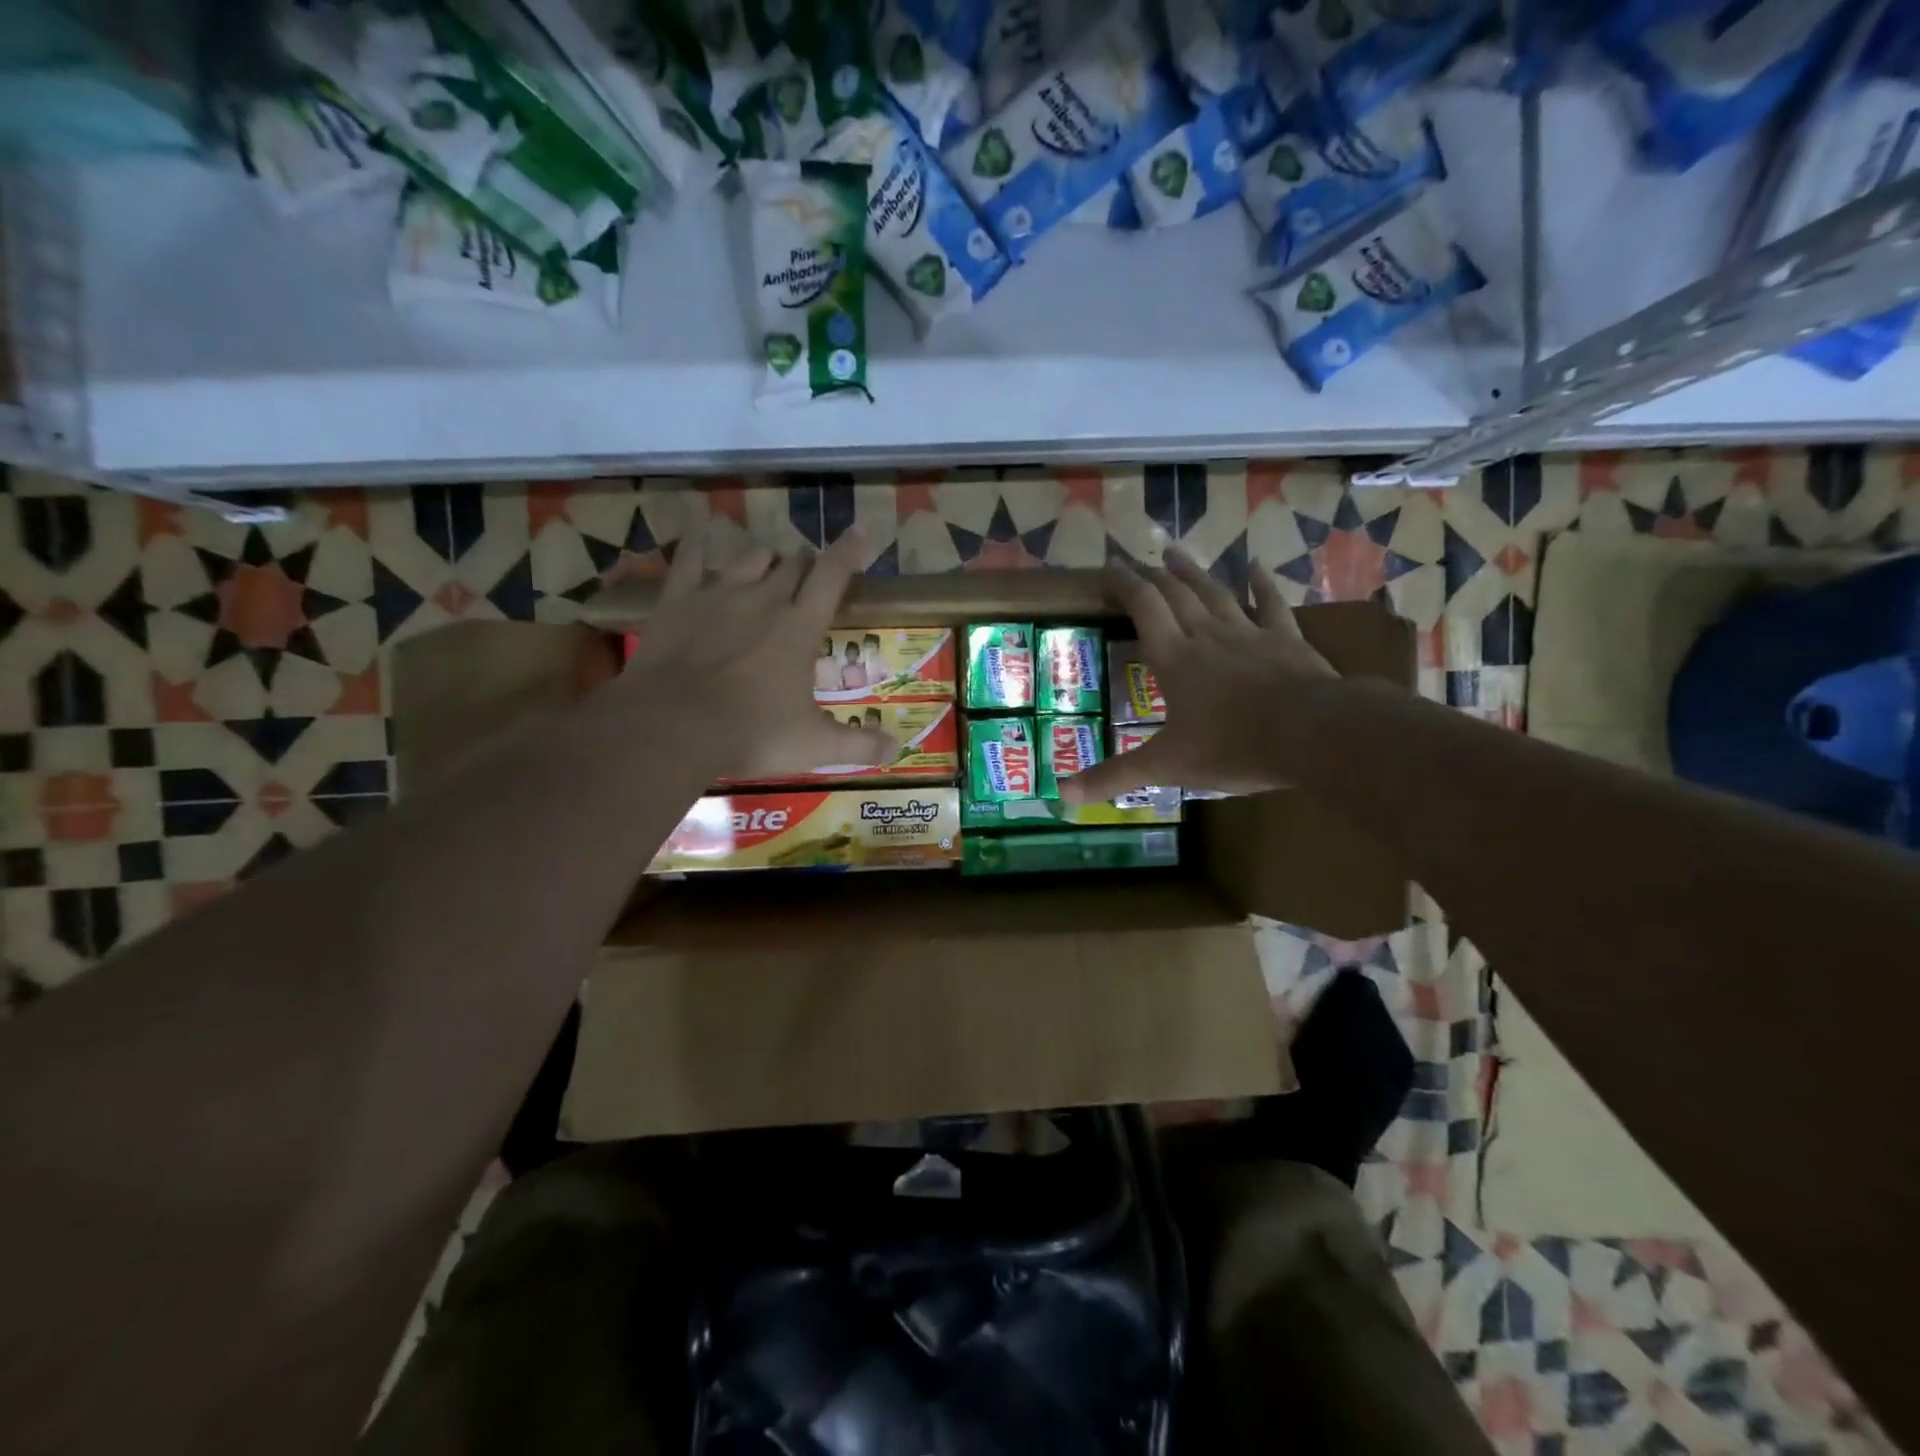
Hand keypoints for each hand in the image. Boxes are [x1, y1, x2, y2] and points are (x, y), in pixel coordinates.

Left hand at [616, 527, 897, 780]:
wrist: (672, 726)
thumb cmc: (751, 734)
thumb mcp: (812, 746)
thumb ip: (857, 745)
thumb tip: (896, 750)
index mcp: (800, 628)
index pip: (833, 576)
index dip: (849, 551)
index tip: (861, 532)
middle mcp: (764, 600)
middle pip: (792, 565)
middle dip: (806, 564)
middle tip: (810, 572)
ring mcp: (718, 595)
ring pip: (750, 558)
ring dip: (765, 559)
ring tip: (769, 565)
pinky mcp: (677, 601)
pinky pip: (691, 559)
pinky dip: (700, 545)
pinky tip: (704, 534)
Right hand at [1060, 548, 1337, 802]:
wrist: (1310, 734)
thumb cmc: (1231, 746)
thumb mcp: (1166, 766)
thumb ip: (1114, 776)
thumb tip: (1062, 795)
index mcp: (1175, 658)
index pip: (1143, 608)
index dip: (1124, 585)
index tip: (1108, 568)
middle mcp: (1207, 635)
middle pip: (1175, 594)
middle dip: (1152, 575)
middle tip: (1136, 560)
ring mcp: (1249, 634)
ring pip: (1216, 593)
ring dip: (1193, 572)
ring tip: (1175, 552)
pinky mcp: (1286, 640)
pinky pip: (1271, 605)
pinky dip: (1262, 584)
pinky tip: (1256, 565)